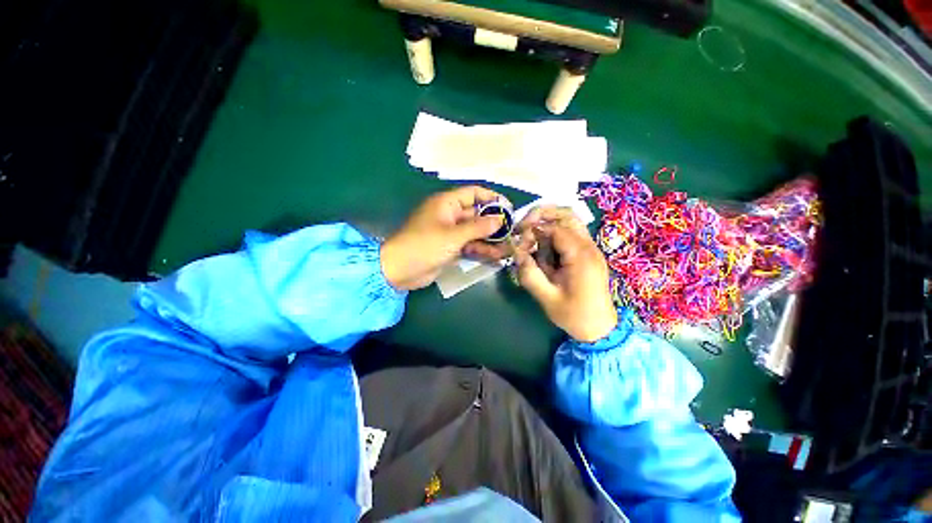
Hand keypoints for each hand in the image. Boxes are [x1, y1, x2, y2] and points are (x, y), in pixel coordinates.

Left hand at [381, 186, 508, 290]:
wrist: (400, 271)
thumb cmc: (424, 246)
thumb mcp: (453, 235)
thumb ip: (478, 227)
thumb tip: (500, 219)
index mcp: (447, 203)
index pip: (474, 193)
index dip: (492, 198)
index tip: (509, 209)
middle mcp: (450, 215)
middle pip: (477, 214)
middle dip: (494, 224)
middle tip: (513, 233)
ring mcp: (450, 233)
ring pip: (475, 232)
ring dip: (490, 240)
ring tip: (508, 248)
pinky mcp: (450, 248)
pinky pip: (469, 245)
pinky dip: (481, 250)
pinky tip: (496, 257)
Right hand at [512, 206, 617, 341]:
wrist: (600, 328)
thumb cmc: (574, 315)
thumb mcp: (547, 298)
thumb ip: (529, 274)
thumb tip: (517, 253)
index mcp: (581, 256)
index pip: (555, 228)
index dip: (533, 229)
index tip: (518, 239)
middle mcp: (589, 247)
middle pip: (567, 215)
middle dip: (542, 216)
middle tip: (523, 228)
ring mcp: (591, 249)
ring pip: (570, 221)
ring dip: (548, 224)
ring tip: (532, 240)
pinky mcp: (588, 254)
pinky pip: (570, 234)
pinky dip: (554, 235)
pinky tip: (544, 250)